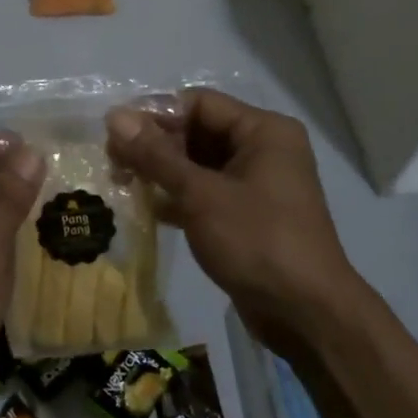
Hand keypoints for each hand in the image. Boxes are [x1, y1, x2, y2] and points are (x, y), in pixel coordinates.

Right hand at [106, 89, 356, 356]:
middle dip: (155, 145)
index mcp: (263, 130)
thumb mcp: (200, 194)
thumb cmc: (256, 241)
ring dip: (162, 172)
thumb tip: (115, 116)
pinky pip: (206, 192)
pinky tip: (146, 208)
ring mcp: (257, 184)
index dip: (154, 114)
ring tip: (121, 182)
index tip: (114, 134)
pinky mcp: (247, 216)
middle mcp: (263, 149)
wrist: (306, 314)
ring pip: (199, 164)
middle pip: (198, 131)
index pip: (198, 103)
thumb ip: (155, 155)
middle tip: (112, 162)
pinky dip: (178, 197)